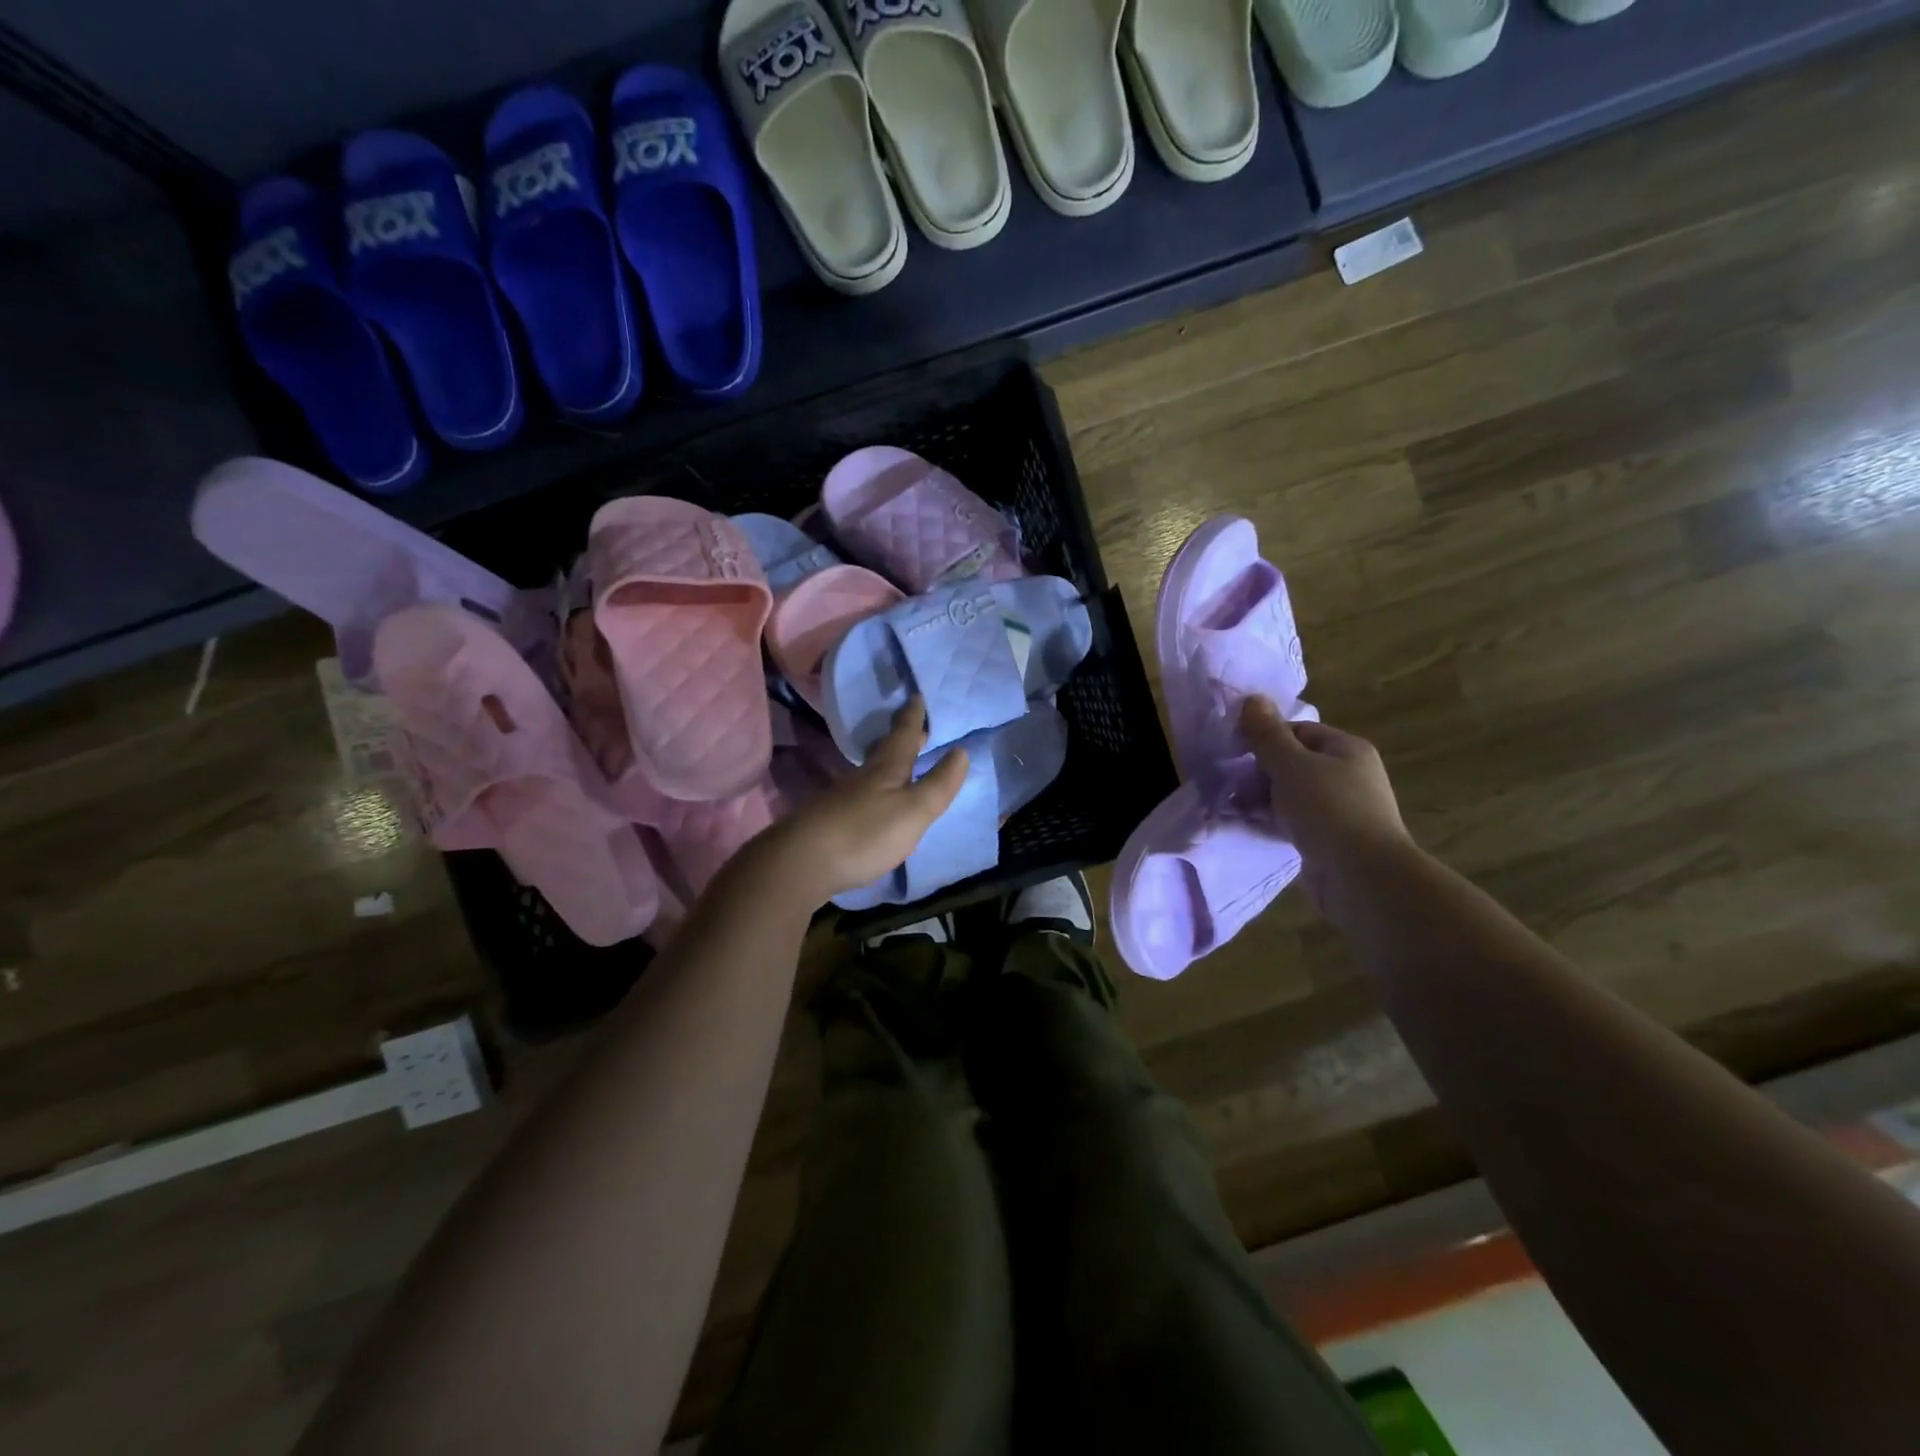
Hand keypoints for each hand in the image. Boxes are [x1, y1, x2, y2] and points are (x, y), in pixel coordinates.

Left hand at [757, 698, 968, 907]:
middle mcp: (864, 776)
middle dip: (902, 736)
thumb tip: (961, 751)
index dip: (913, 717)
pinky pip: (861, 793)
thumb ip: (938, 784)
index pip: (904, 735)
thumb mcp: (913, 810)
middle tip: (914, 723)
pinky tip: (875, 798)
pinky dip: (875, 788)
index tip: (917, 696)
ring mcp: (844, 797)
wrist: (804, 861)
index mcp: (887, 769)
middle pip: (885, 749)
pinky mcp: (832, 820)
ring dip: (887, 761)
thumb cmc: (866, 832)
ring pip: (871, 770)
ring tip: (900, 759)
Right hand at [1240, 697, 1411, 867]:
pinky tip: (1242, 824)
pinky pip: (1291, 822)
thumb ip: (1267, 734)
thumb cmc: (1329, 809)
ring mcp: (1338, 810)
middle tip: (1227, 781)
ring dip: (1259, 798)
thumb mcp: (1291, 765)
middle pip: (1292, 763)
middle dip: (1257, 771)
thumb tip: (1252, 699)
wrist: (1363, 877)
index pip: (1298, 731)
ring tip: (1226, 805)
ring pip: (1289, 794)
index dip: (1266, 738)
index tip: (1235, 751)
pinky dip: (1268, 821)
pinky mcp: (1327, 840)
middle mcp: (1346, 775)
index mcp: (1346, 749)